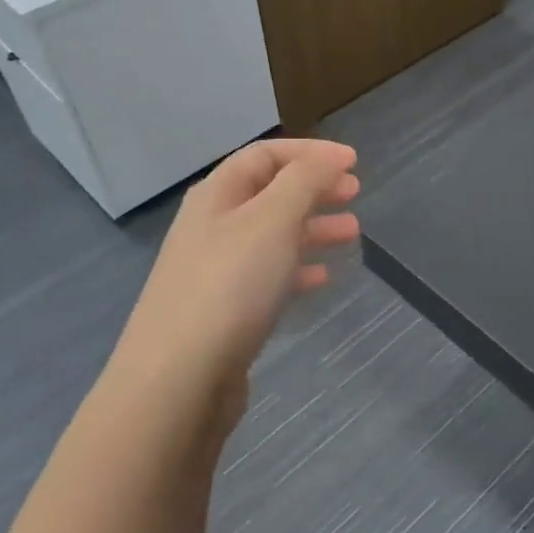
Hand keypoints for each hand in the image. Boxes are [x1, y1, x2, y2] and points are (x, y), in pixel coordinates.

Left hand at [110, 139, 359, 442]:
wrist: (178, 379)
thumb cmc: (230, 286)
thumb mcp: (273, 219)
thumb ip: (305, 181)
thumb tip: (331, 157)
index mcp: (218, 195)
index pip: (265, 155)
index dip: (310, 153)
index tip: (353, 162)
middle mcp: (212, 227)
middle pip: (269, 194)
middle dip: (314, 189)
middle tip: (355, 195)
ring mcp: (215, 271)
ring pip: (271, 236)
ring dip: (312, 228)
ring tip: (352, 234)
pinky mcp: (224, 311)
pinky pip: (266, 277)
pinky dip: (297, 270)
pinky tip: (321, 279)